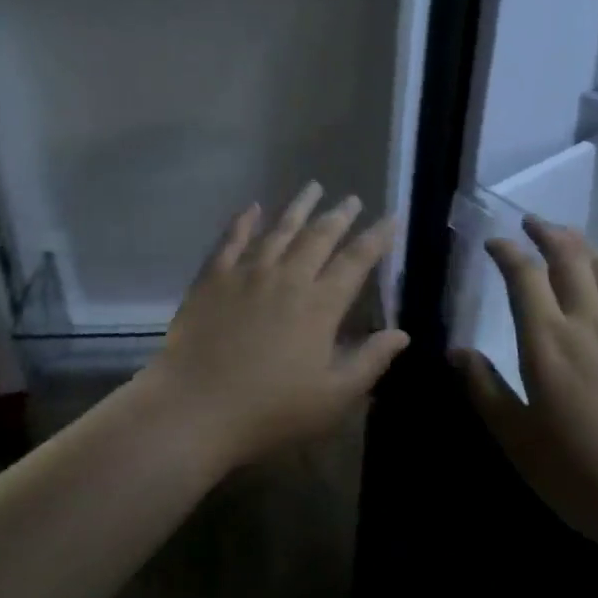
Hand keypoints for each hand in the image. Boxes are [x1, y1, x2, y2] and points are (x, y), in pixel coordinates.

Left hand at [144, 183, 408, 471]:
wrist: (195, 408)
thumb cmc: (269, 411)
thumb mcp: (332, 398)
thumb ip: (369, 362)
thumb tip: (402, 333)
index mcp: (319, 305)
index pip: (356, 261)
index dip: (377, 238)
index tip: (391, 218)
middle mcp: (287, 278)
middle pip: (319, 237)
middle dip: (340, 216)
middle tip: (353, 199)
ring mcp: (247, 273)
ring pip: (279, 230)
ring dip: (299, 207)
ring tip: (314, 187)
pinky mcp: (213, 278)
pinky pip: (232, 240)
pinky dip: (244, 221)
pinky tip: (253, 207)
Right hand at [455, 217, 597, 553]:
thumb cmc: (583, 476)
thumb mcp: (519, 440)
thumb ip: (486, 389)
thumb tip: (457, 351)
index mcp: (548, 342)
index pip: (524, 276)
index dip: (507, 251)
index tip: (493, 242)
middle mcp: (588, 322)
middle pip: (569, 256)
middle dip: (546, 232)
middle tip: (530, 222)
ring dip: (580, 245)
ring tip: (566, 242)